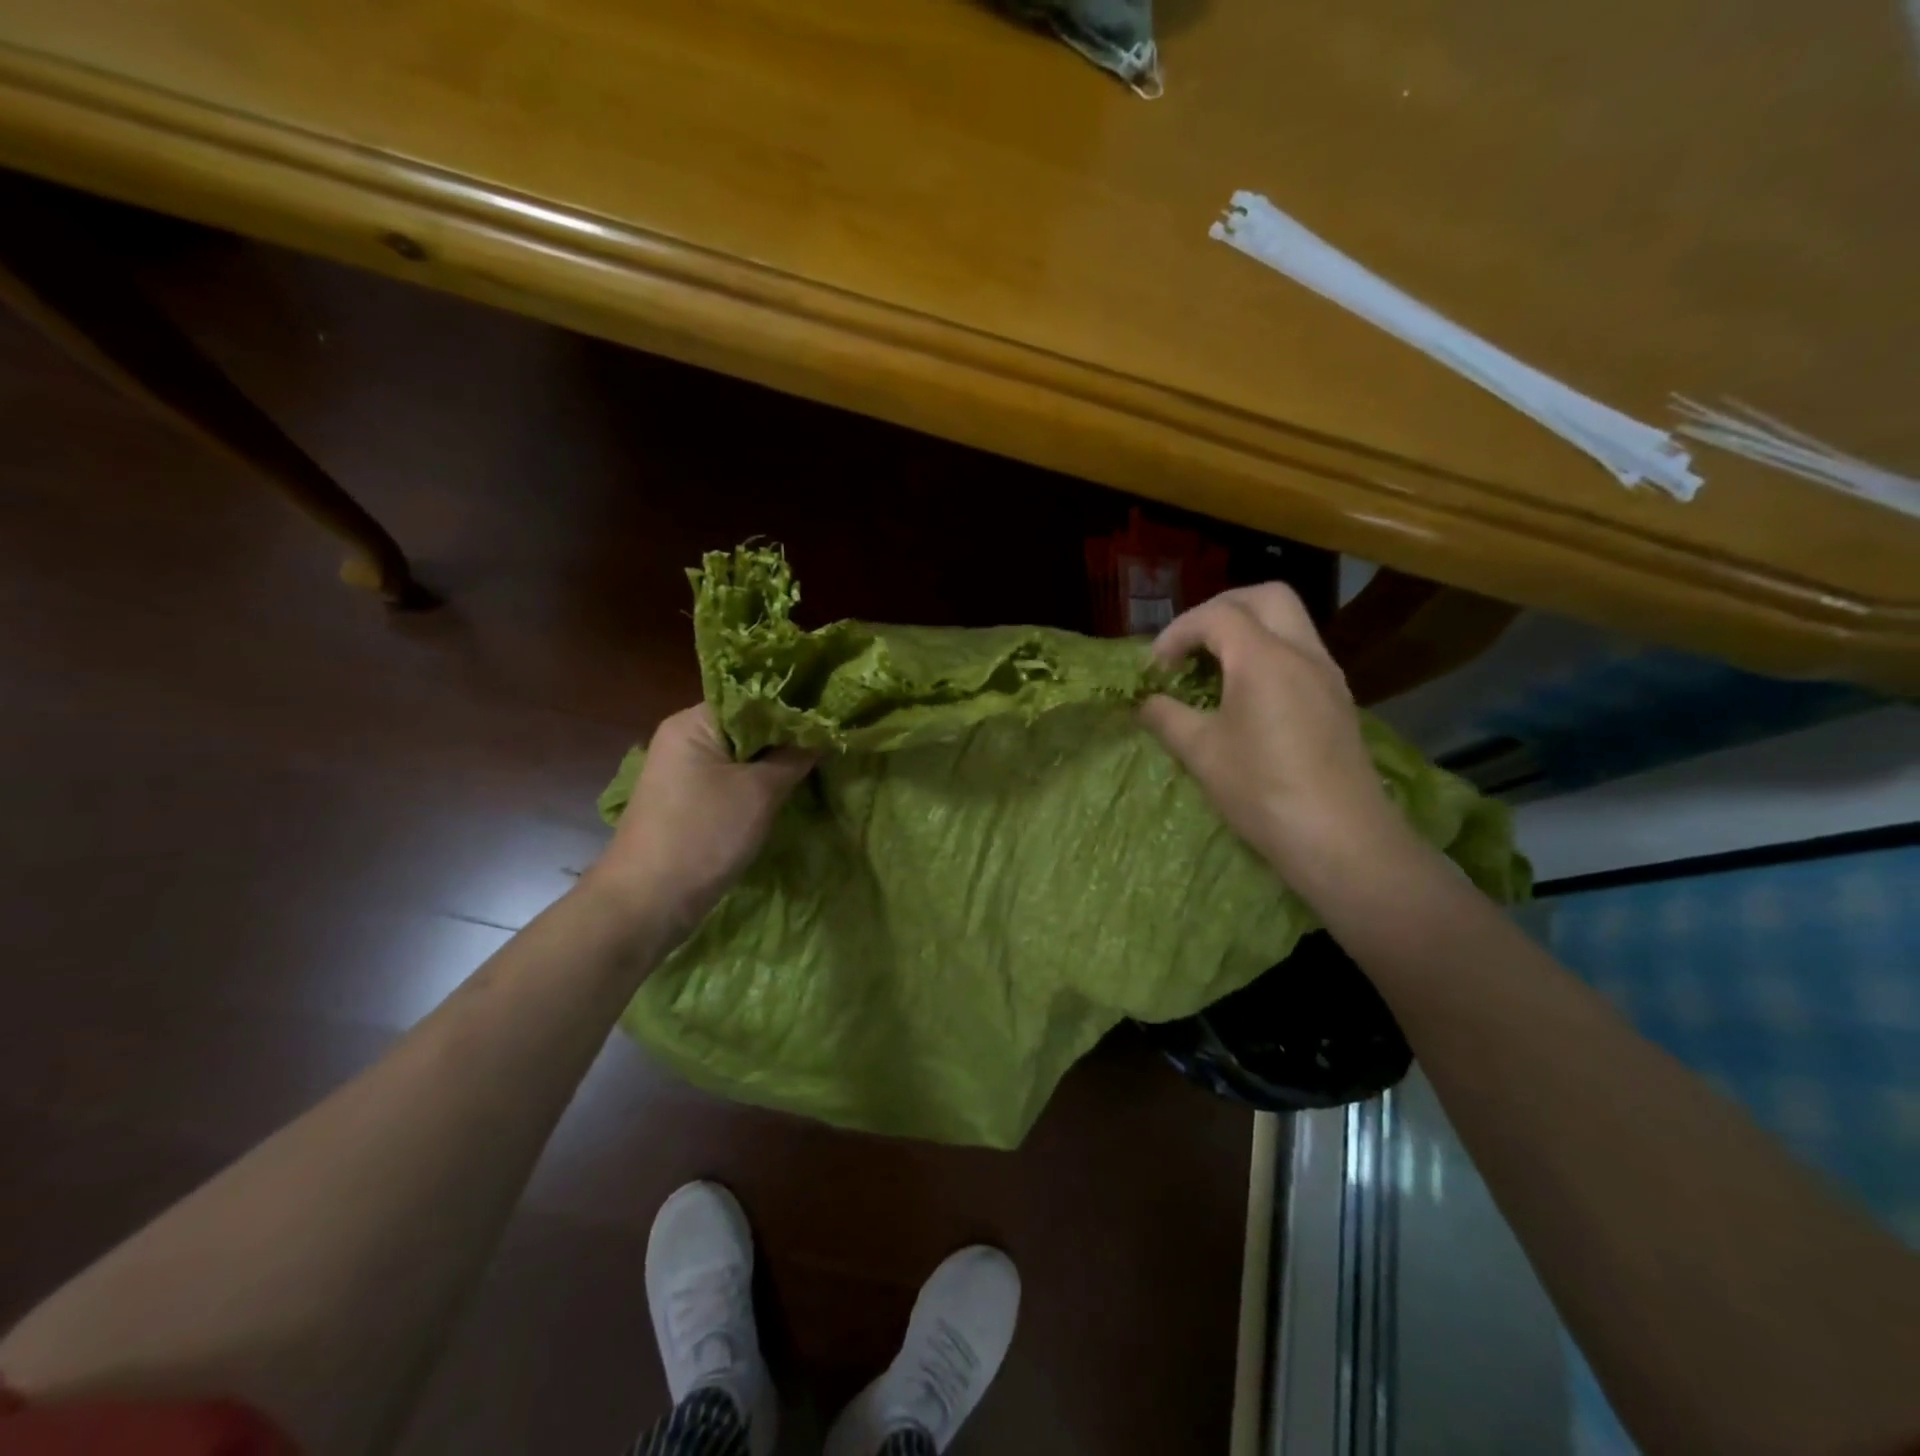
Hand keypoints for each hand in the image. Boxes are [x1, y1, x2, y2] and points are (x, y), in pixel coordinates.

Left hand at [586, 705, 815, 939]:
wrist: (647, 903)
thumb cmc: (704, 836)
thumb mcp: (760, 792)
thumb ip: (795, 756)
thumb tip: (824, 730)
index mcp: (693, 722)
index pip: (753, 697)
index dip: (793, 706)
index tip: (831, 716)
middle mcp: (684, 738)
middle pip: (748, 725)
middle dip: (787, 736)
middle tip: (832, 741)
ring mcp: (683, 771)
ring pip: (742, 755)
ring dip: (775, 762)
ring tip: (819, 762)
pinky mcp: (688, 800)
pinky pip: (731, 779)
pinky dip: (759, 783)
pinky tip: (789, 789)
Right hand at [1139, 584, 1403, 877]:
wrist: (1340, 839)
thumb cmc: (1262, 791)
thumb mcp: (1201, 753)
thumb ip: (1166, 717)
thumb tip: (1145, 703)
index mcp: (1264, 658)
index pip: (1217, 616)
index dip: (1178, 633)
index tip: (1156, 668)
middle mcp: (1302, 653)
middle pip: (1265, 597)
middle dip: (1220, 610)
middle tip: (1190, 645)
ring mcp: (1327, 675)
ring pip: (1290, 622)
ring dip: (1248, 630)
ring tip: (1215, 669)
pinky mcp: (1338, 700)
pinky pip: (1301, 653)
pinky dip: (1268, 654)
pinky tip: (1248, 696)